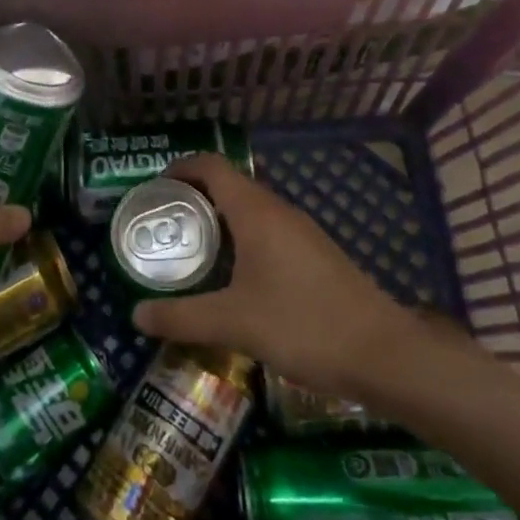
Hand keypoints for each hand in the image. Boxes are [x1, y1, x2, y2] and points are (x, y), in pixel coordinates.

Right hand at [132, 153, 434, 398]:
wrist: (383, 354)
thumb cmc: (303, 325)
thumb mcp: (235, 324)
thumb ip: (182, 318)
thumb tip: (135, 317)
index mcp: (256, 211)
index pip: (210, 165)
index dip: (179, 168)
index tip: (153, 191)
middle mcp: (278, 211)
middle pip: (228, 185)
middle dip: (193, 199)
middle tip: (163, 227)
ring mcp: (301, 232)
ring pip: (249, 210)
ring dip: (217, 222)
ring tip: (190, 252)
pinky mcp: (314, 254)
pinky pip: (267, 231)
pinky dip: (240, 241)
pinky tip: (232, 279)